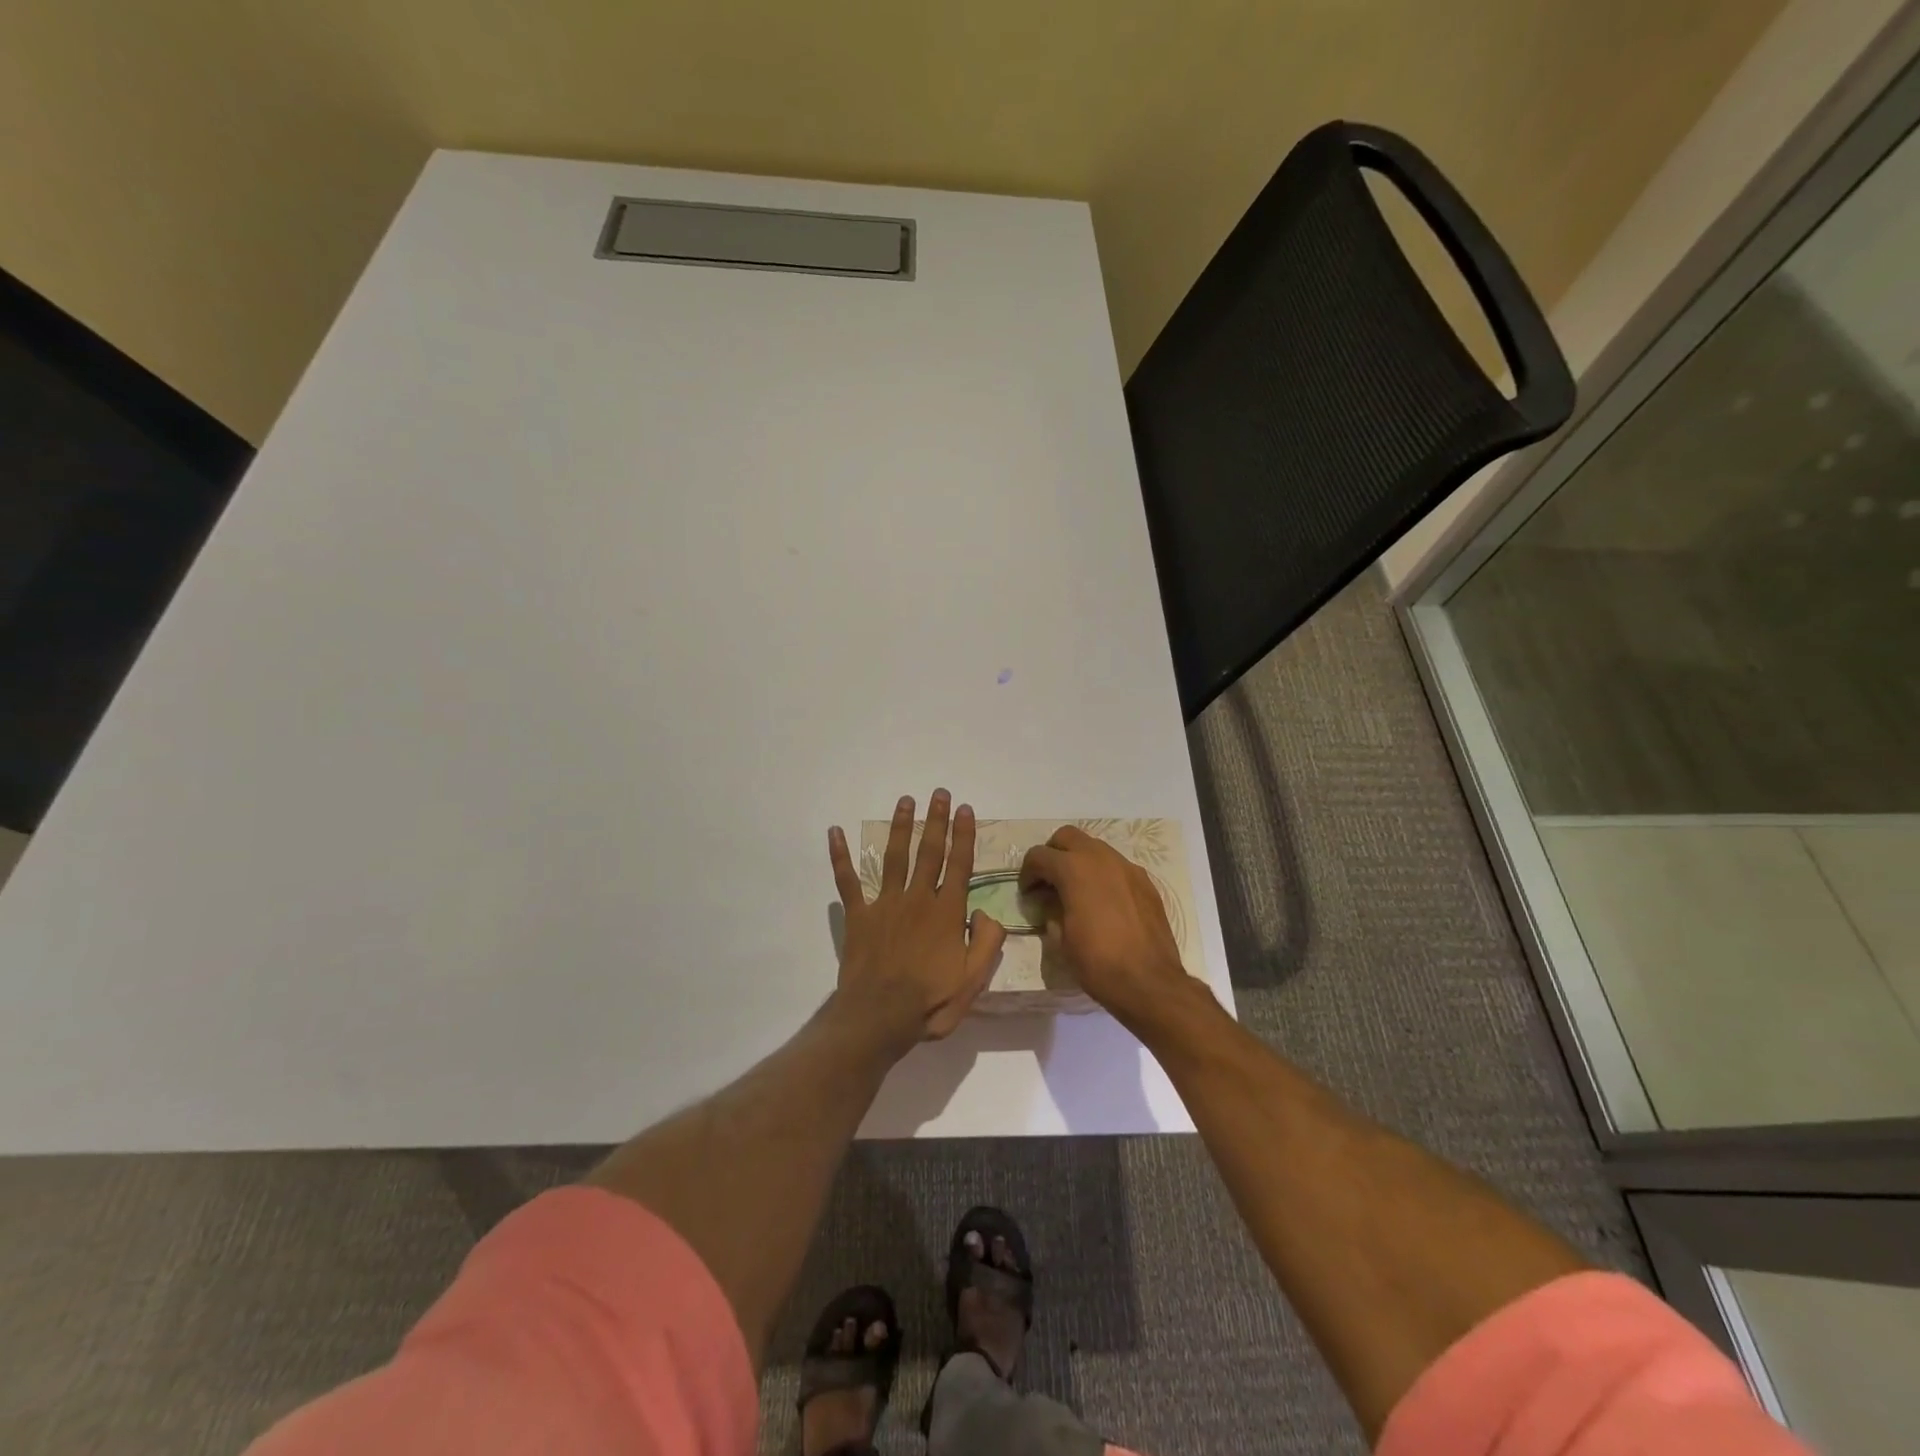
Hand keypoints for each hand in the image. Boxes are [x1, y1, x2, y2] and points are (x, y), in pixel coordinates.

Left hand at [828, 790, 1007, 1047]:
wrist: (879, 1017)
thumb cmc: (929, 1002)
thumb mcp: (973, 981)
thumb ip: (987, 944)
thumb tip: (987, 913)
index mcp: (946, 913)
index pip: (960, 865)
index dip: (964, 836)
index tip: (965, 809)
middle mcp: (918, 899)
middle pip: (929, 852)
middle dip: (936, 821)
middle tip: (939, 793)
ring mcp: (885, 904)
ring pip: (895, 857)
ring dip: (901, 827)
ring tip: (906, 801)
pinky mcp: (858, 915)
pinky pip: (847, 880)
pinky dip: (840, 856)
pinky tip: (835, 832)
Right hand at [1019, 826, 1204, 1031]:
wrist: (1149, 982)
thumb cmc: (1098, 962)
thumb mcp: (1061, 939)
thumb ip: (1052, 911)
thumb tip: (1052, 904)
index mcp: (1074, 869)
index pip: (1039, 855)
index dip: (1027, 873)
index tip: (1028, 893)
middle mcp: (1101, 858)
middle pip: (1067, 837)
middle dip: (1053, 854)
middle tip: (1048, 881)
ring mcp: (1127, 867)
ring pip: (1095, 848)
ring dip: (1079, 861)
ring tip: (1076, 891)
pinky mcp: (1145, 882)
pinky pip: (1116, 866)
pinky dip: (1103, 875)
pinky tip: (1103, 902)